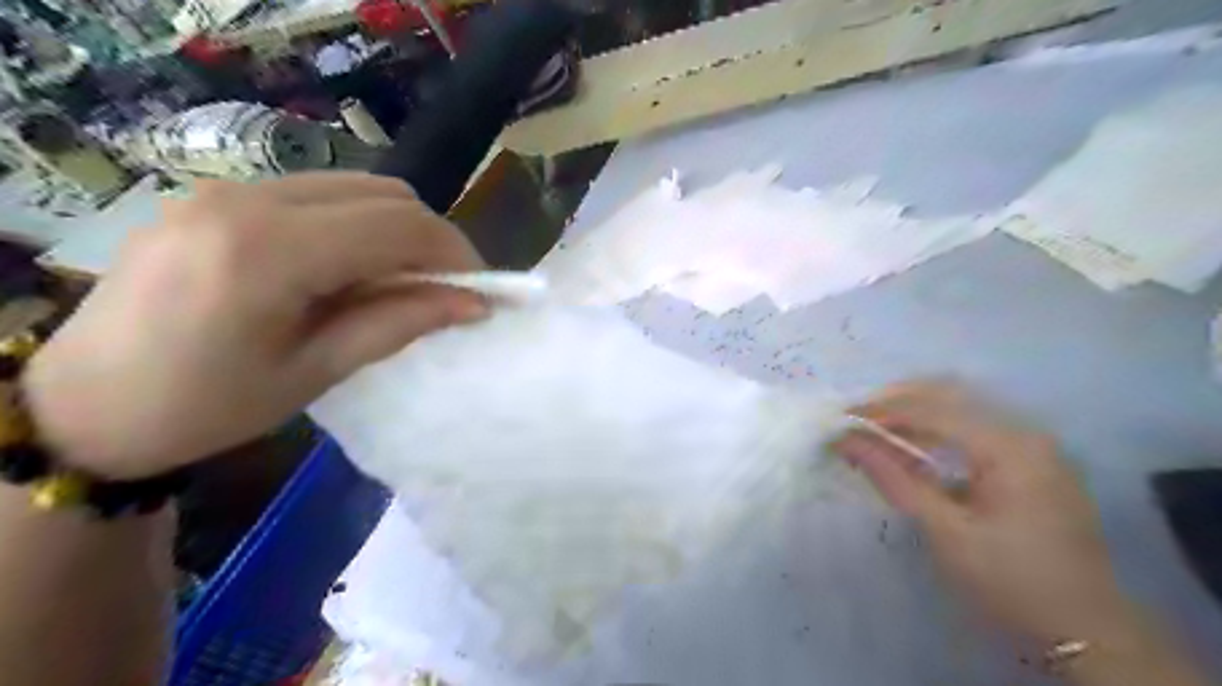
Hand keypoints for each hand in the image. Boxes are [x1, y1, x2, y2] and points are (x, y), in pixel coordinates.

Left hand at [22, 173, 482, 479]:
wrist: (84, 405)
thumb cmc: (206, 406)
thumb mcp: (316, 371)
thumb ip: (399, 323)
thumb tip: (473, 303)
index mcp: (269, 251)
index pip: (398, 225)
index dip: (454, 254)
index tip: (481, 291)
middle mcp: (249, 198)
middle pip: (384, 194)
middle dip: (432, 239)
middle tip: (447, 290)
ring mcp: (229, 188)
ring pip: (357, 187)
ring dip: (398, 229)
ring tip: (403, 281)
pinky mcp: (221, 195)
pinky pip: (320, 193)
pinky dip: (360, 224)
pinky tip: (355, 267)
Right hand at [830, 384, 1134, 645]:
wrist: (1089, 631)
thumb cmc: (1013, 581)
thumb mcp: (946, 532)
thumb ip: (894, 478)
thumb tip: (847, 442)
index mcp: (1010, 446)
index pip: (932, 408)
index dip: (881, 410)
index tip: (840, 420)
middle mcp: (1024, 431)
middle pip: (948, 394)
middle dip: (895, 401)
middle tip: (854, 419)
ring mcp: (1032, 444)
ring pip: (960, 407)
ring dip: (913, 412)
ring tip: (873, 429)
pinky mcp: (1030, 460)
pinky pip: (973, 428)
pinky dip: (935, 430)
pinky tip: (911, 447)